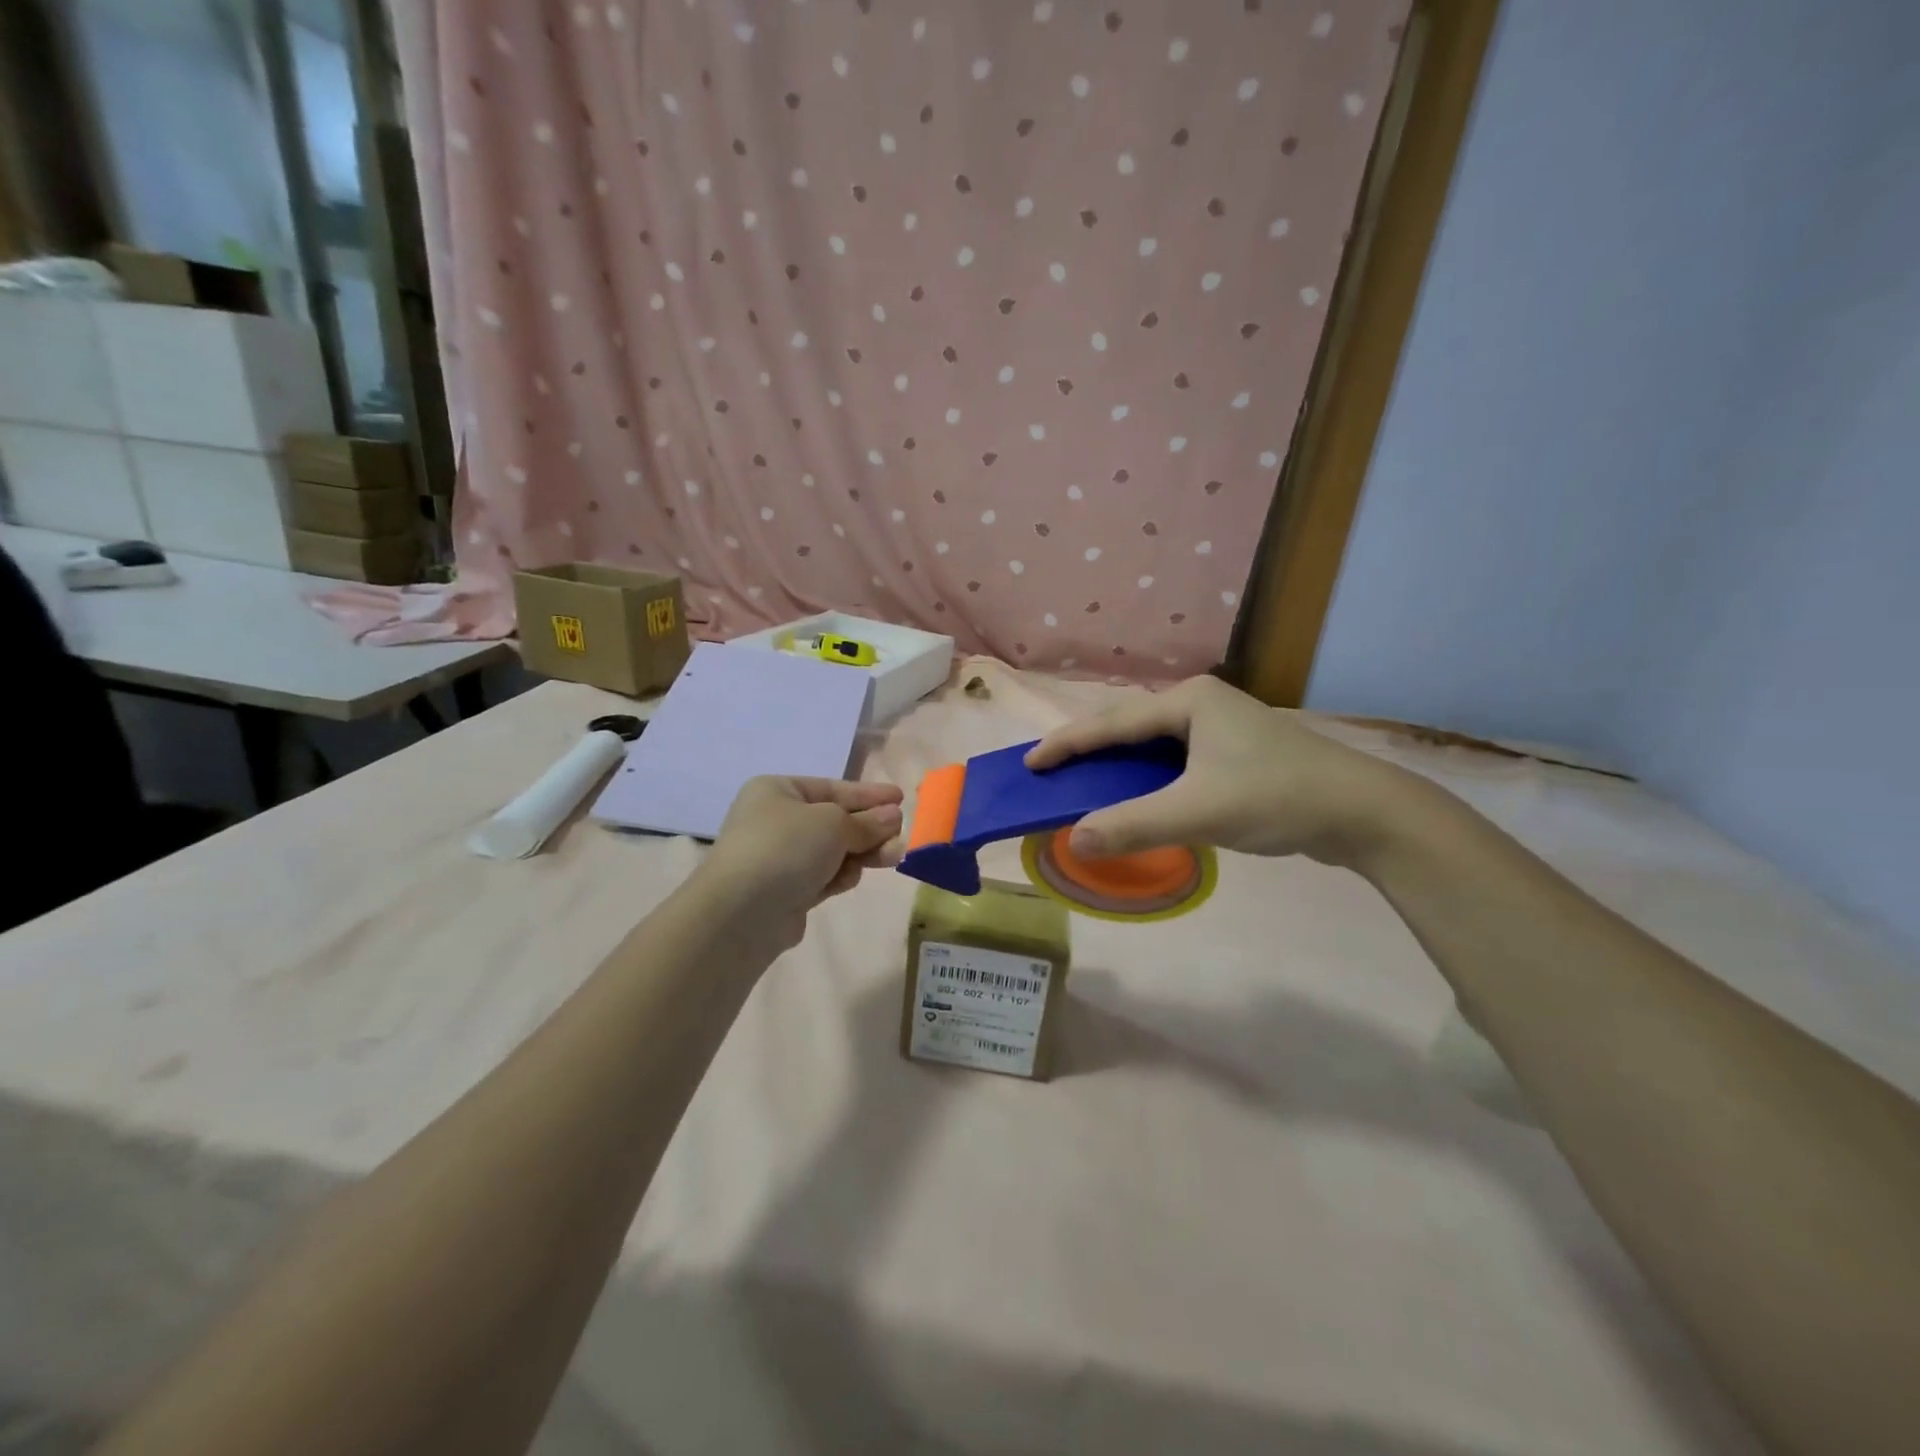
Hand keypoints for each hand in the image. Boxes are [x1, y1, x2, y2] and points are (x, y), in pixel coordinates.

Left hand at [695, 777, 903, 948]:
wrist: (741, 913)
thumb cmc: (786, 848)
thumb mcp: (834, 824)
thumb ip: (867, 822)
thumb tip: (893, 817)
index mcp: (778, 791)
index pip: (833, 788)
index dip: (868, 794)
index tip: (901, 798)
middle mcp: (776, 820)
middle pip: (835, 820)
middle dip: (870, 828)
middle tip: (901, 835)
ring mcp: (779, 858)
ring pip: (833, 850)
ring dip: (861, 853)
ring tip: (891, 857)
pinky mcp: (786, 891)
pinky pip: (823, 875)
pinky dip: (840, 875)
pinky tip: (850, 879)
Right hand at [1024, 677, 1417, 868]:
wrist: (1362, 812)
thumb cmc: (1277, 797)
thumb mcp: (1199, 812)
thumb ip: (1132, 825)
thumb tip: (1074, 840)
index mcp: (1188, 701)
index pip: (1112, 722)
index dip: (1067, 744)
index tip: (1029, 763)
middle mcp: (1201, 703)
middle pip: (1129, 725)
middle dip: (1088, 748)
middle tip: (1051, 771)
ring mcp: (1221, 726)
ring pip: (1152, 744)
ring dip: (1117, 764)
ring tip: (1083, 783)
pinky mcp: (1235, 752)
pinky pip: (1174, 760)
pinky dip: (1146, 777)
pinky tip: (1137, 796)